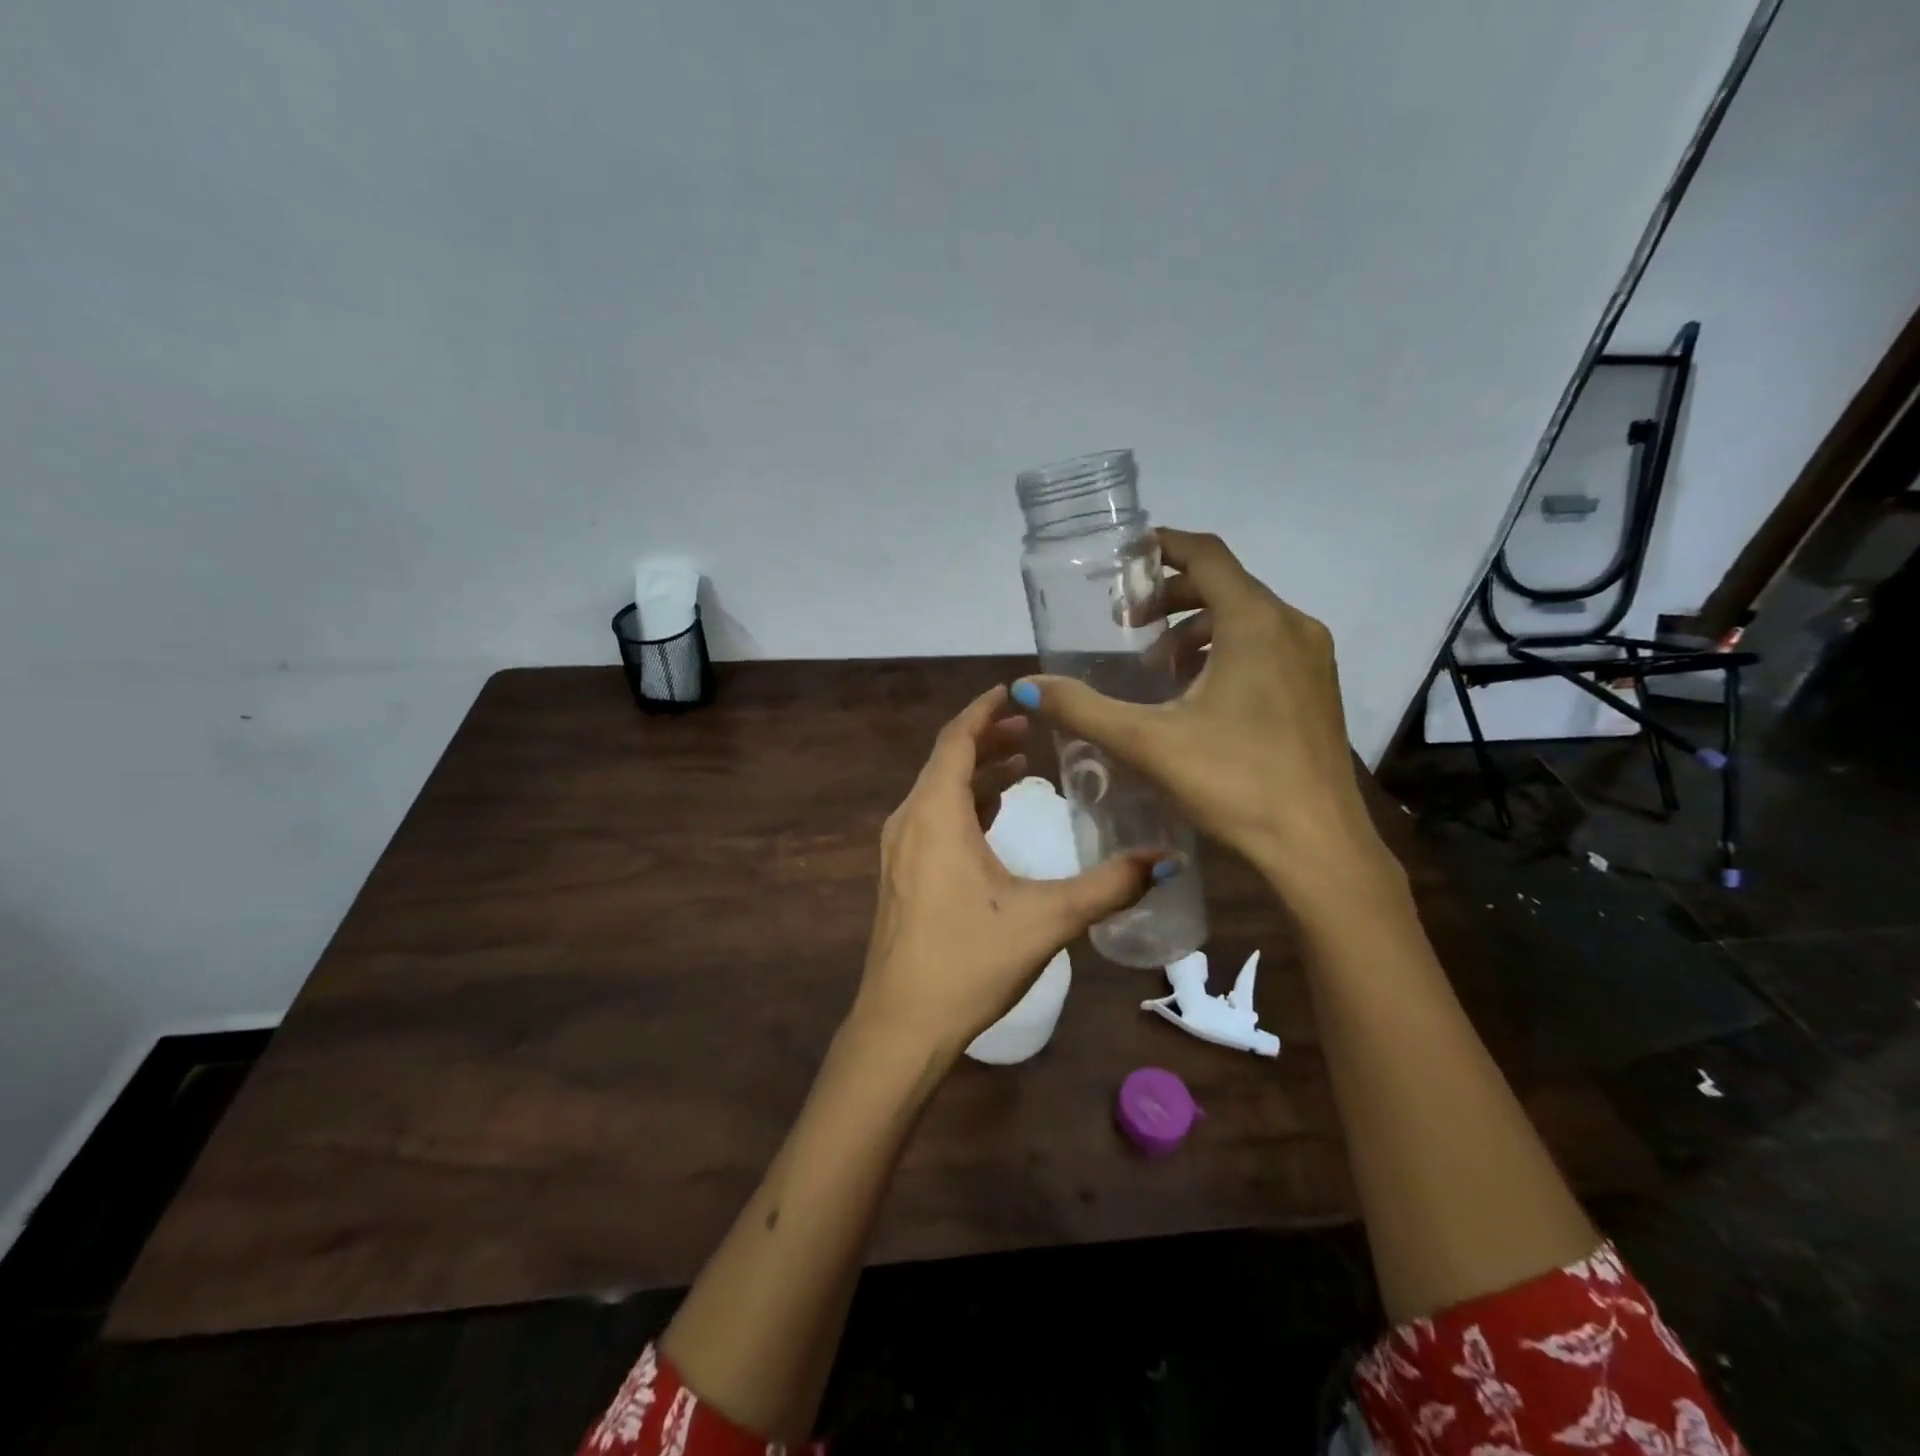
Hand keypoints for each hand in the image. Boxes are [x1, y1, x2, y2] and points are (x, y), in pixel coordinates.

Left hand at [851, 685, 1161, 1056]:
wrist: (902, 1025)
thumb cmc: (969, 961)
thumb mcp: (1047, 919)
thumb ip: (1109, 887)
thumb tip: (1168, 861)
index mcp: (935, 815)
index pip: (957, 739)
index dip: (985, 710)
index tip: (1016, 689)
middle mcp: (909, 822)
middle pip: (947, 761)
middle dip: (988, 738)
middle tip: (1032, 728)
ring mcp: (898, 851)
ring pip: (938, 792)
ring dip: (976, 773)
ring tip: (1021, 766)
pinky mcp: (900, 877)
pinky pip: (932, 820)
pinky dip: (964, 805)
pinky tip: (993, 818)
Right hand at [1013, 529, 1400, 907]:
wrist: (1318, 848)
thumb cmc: (1234, 783)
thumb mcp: (1147, 743)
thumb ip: (1082, 709)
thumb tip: (1025, 687)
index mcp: (1255, 622)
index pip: (1207, 555)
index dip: (1164, 546)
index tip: (1126, 558)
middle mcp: (1292, 627)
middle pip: (1226, 585)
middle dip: (1173, 596)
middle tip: (1128, 623)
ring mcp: (1314, 659)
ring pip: (1249, 618)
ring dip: (1199, 628)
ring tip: (1158, 665)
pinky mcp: (1319, 690)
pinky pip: (1268, 647)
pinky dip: (1228, 652)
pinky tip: (1199, 695)